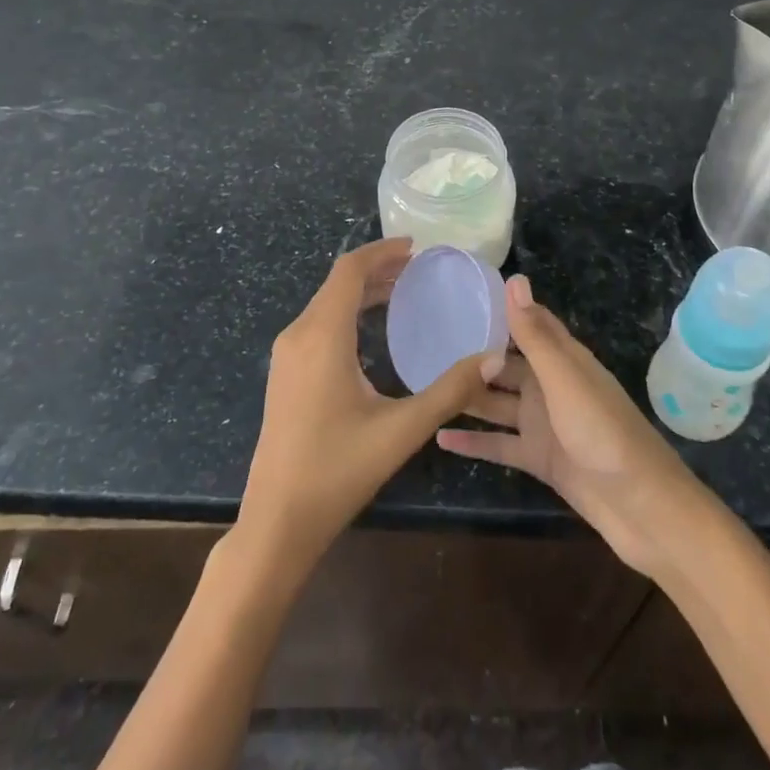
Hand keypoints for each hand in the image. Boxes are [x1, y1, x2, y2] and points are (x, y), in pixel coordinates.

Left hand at [237, 238, 493, 577]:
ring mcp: (286, 355)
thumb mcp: (401, 430)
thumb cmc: (337, 470)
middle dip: (378, 269)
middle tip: (419, 269)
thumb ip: (450, 391)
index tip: (417, 247)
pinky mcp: (284, 374)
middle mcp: (298, 335)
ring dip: (362, 291)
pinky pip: (318, 324)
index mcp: (322, 336)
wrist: (276, 522)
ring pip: (326, 303)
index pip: (349, 271)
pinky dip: (348, 312)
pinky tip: (373, 331)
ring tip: (402, 291)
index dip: (382, 251)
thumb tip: (494, 357)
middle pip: (338, 283)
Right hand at [437, 275, 708, 575]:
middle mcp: (551, 386)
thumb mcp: (565, 380)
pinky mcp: (540, 459)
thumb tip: (514, 279)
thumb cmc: (604, 434)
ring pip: (498, 403)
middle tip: (427, 346)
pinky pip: (500, 445)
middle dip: (473, 355)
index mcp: (563, 360)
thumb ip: (534, 336)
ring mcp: (544, 424)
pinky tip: (439, 436)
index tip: (461, 294)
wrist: (642, 508)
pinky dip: (473, 442)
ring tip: (425, 385)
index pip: (529, 323)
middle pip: (506, 365)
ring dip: (468, 396)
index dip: (500, 309)